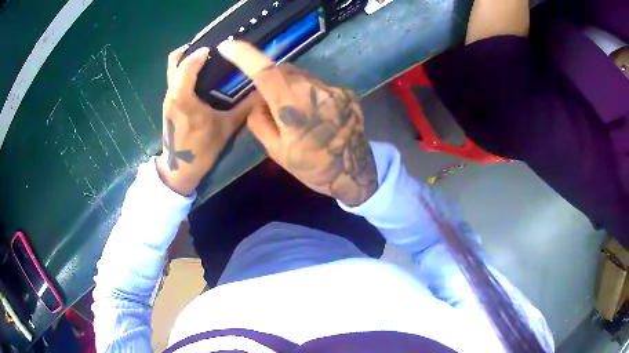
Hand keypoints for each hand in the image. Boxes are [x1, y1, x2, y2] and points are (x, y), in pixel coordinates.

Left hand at [156, 45, 256, 195]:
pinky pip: (175, 79)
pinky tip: (202, 76)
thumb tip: (261, 90)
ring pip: (173, 69)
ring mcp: (168, 99)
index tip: (219, 48)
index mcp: (183, 98)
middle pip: (174, 60)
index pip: (187, 64)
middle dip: (191, 50)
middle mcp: (172, 94)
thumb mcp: (227, 128)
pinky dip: (186, 71)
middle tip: (211, 49)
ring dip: (188, 60)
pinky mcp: (169, 104)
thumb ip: (244, 107)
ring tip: (209, 59)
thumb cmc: (201, 150)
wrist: (179, 170)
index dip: (201, 52)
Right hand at [217, 40, 376, 205]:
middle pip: (283, 70)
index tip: (228, 46)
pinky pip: (318, 85)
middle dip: (271, 80)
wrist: (354, 173)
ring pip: (301, 76)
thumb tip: (256, 100)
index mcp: (292, 104)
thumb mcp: (276, 151)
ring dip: (291, 87)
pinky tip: (316, 115)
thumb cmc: (312, 167)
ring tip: (298, 114)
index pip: (264, 70)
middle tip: (271, 104)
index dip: (244, 54)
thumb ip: (259, 121)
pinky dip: (309, 93)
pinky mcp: (346, 92)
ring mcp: (333, 89)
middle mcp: (313, 88)